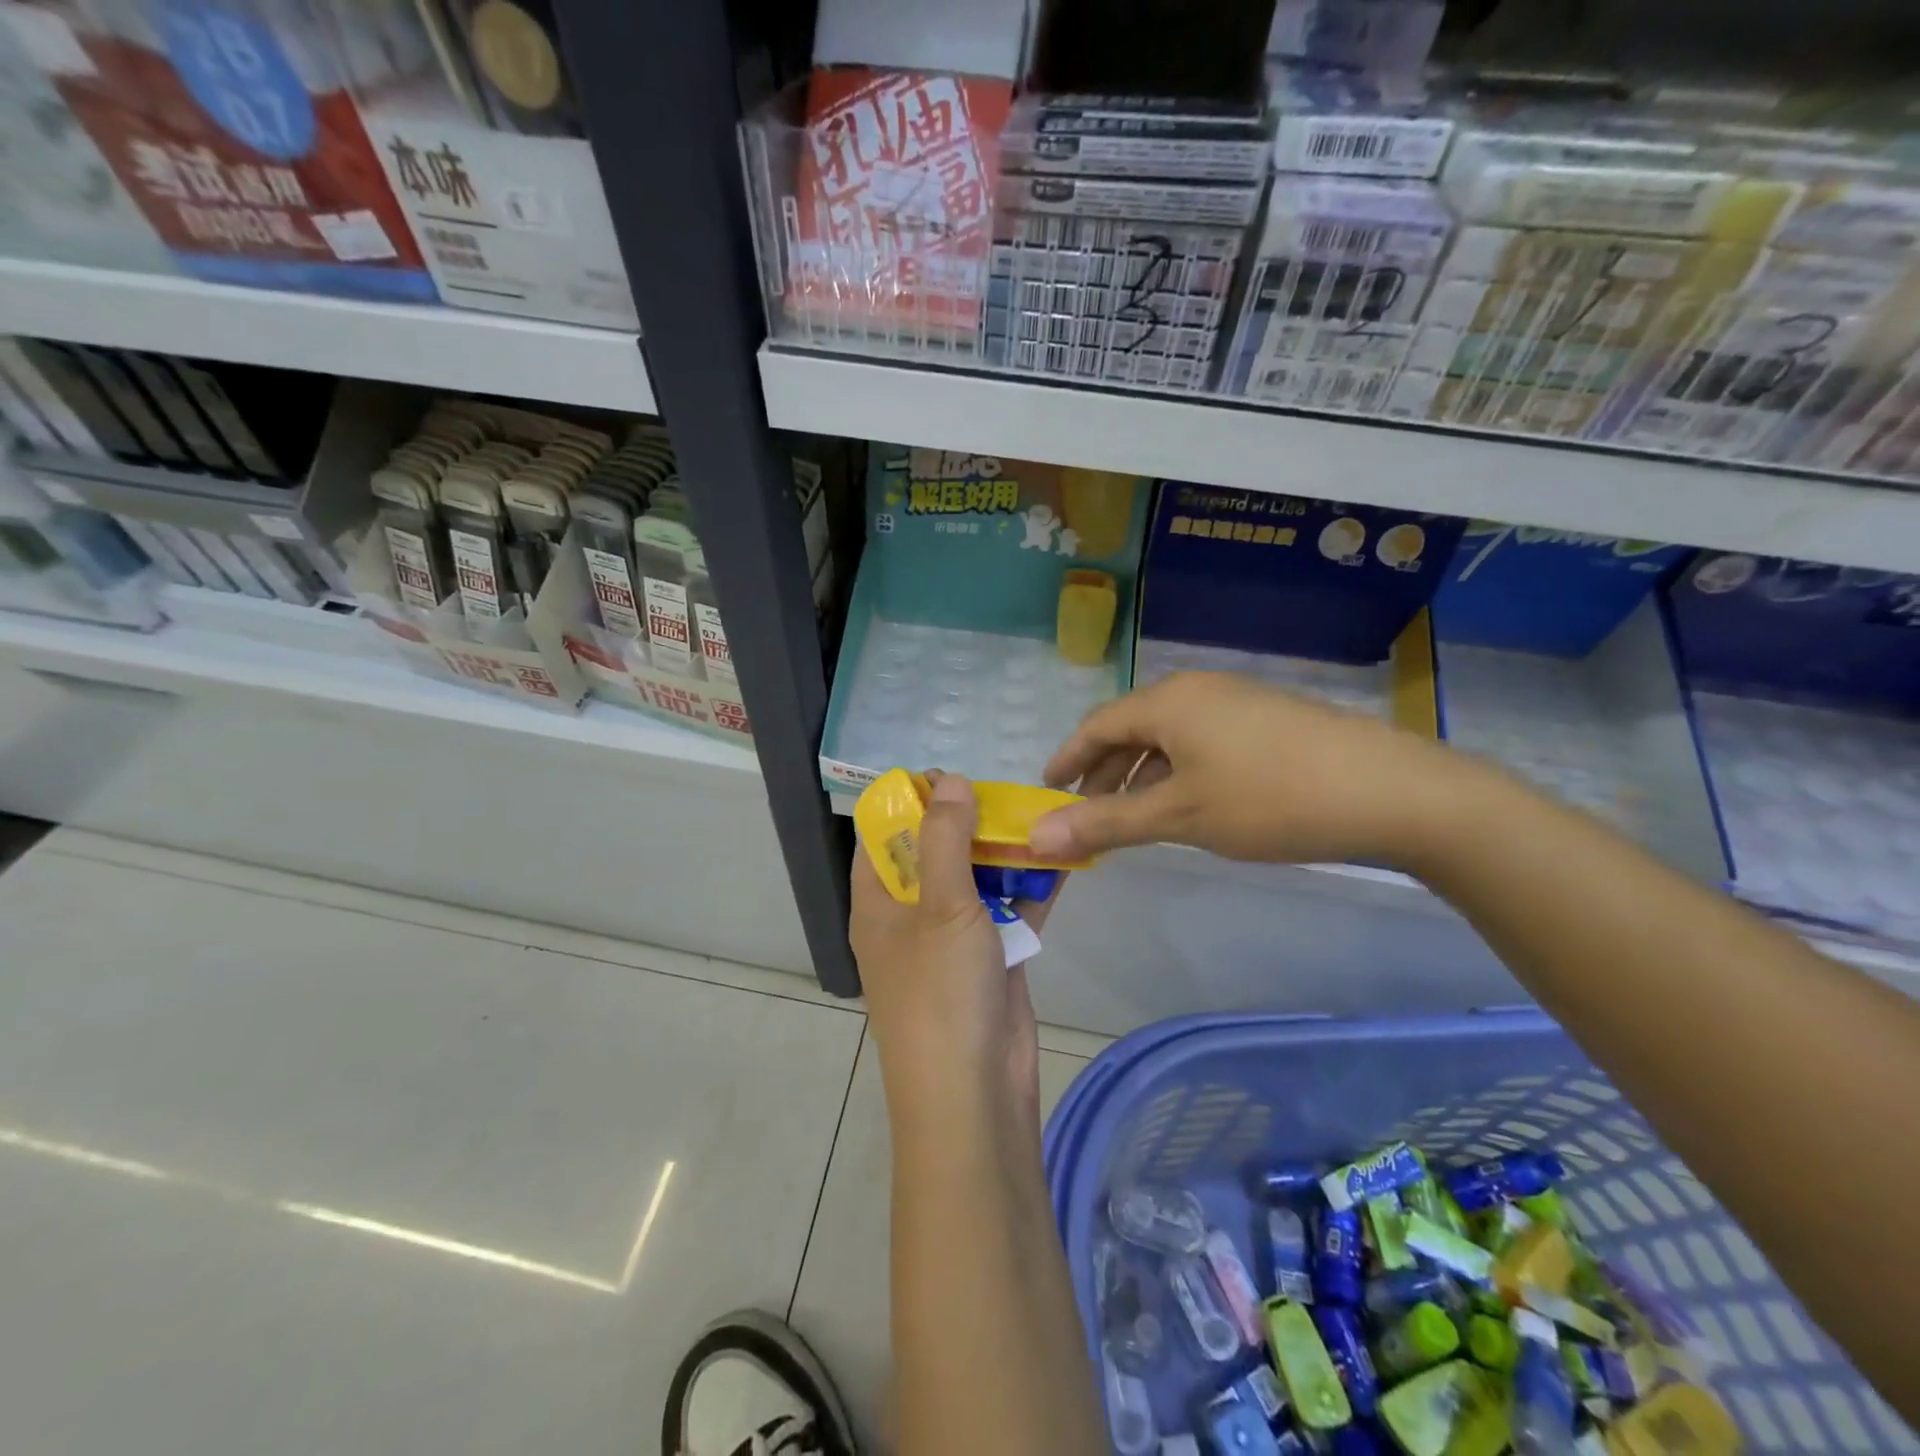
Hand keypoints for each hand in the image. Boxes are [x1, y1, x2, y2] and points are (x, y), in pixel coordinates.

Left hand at [851, 772, 1060, 1126]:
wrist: (974, 1096)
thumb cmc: (941, 993)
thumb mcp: (941, 906)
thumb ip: (946, 839)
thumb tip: (949, 780)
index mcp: (879, 903)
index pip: (882, 836)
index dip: (909, 803)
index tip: (949, 776)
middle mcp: (911, 916)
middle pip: (935, 853)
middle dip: (968, 823)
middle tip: (1006, 792)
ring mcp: (953, 940)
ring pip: (977, 880)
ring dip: (1005, 852)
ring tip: (1039, 813)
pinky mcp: (992, 960)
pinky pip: (1010, 911)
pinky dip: (1032, 887)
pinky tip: (1062, 855)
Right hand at [1028, 671, 1468, 867]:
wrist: (1390, 792)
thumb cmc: (1269, 800)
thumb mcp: (1178, 816)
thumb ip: (1105, 824)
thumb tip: (1035, 837)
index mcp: (1167, 702)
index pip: (1096, 726)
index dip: (1067, 759)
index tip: (1048, 790)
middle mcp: (1196, 690)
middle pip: (1131, 728)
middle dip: (1104, 772)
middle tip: (1087, 814)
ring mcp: (1236, 701)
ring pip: (1168, 737)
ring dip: (1141, 775)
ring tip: (1134, 817)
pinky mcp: (1267, 719)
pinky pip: (1201, 740)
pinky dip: (1177, 771)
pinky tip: (1189, 803)